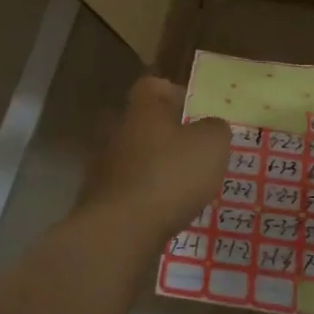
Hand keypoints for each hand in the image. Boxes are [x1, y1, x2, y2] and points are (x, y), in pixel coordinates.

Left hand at [78, 77, 230, 242]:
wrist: (120, 228)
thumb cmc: (170, 175)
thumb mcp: (211, 146)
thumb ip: (215, 129)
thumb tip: (211, 126)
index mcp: (143, 108)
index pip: (153, 85)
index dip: (174, 93)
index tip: (194, 111)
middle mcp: (117, 128)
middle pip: (142, 121)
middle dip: (164, 133)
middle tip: (191, 149)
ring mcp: (103, 163)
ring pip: (133, 154)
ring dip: (153, 165)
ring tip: (181, 184)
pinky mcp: (98, 196)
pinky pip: (126, 186)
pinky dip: (142, 193)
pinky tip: (162, 209)